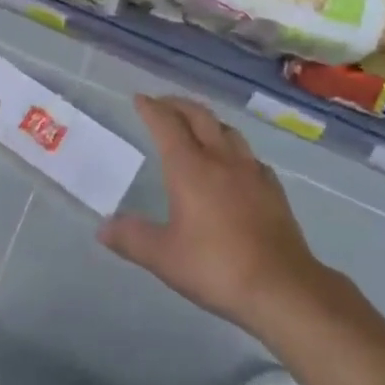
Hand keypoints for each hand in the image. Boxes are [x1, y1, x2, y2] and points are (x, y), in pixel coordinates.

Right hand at [99, 95, 328, 339]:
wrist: (281, 286)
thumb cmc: (216, 266)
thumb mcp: (164, 258)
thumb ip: (132, 238)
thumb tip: (103, 227)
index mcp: (190, 167)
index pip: (166, 124)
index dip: (151, 108)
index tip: (140, 99)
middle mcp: (220, 158)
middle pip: (198, 116)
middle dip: (178, 105)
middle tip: (163, 103)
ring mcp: (250, 170)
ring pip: (227, 130)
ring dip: (207, 120)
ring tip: (197, 125)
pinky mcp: (272, 187)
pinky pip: (248, 155)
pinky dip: (233, 148)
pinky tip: (234, 163)